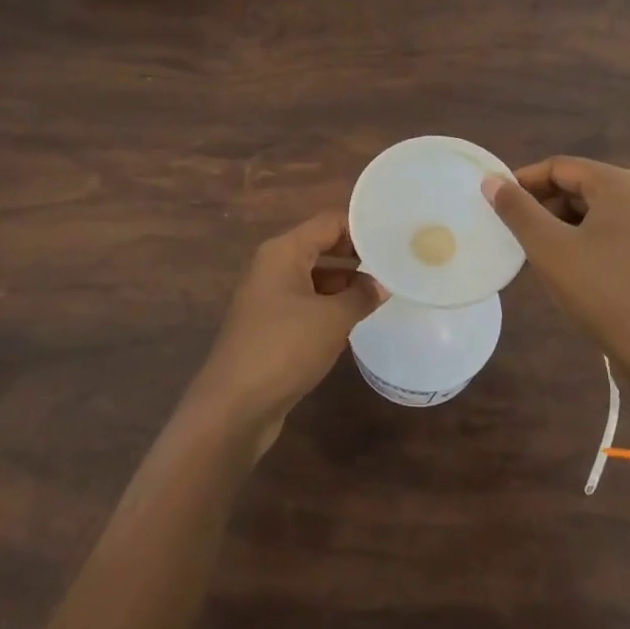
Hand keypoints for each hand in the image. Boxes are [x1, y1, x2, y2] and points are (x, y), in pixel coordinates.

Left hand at [185, 211, 381, 453]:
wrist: (235, 406)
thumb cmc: (284, 348)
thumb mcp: (333, 319)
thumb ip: (361, 295)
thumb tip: (381, 284)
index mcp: (283, 251)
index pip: (329, 222)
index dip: (362, 227)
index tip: (394, 236)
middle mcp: (273, 266)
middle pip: (321, 246)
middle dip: (356, 254)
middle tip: (395, 262)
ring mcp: (269, 296)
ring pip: (315, 276)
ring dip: (345, 281)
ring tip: (384, 289)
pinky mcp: (270, 325)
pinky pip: (307, 301)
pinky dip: (330, 304)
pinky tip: (356, 316)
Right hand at [484, 157, 629, 435]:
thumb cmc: (603, 291)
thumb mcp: (549, 248)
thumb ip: (517, 210)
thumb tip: (491, 181)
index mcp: (619, 184)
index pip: (560, 167)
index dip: (523, 181)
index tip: (496, 203)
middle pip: (580, 186)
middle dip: (543, 204)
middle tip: (513, 229)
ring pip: (596, 211)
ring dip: (562, 224)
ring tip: (536, 250)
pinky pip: (613, 232)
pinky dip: (585, 240)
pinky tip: (569, 268)